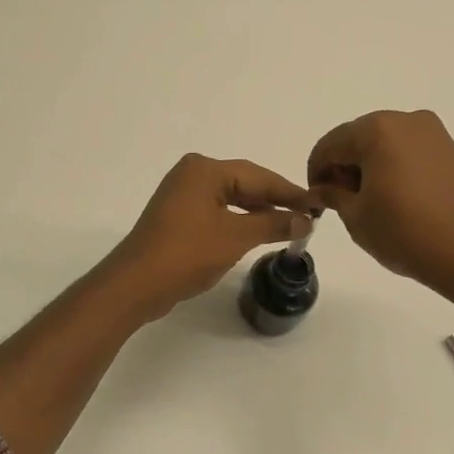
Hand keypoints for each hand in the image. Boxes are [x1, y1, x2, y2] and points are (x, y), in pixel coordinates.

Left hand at [108, 154, 316, 318]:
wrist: (136, 284)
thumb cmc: (187, 253)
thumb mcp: (236, 237)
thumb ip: (273, 223)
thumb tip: (305, 219)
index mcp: (205, 169)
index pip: (258, 175)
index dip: (289, 191)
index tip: (317, 204)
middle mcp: (192, 174)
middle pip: (244, 183)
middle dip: (275, 200)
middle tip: (307, 216)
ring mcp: (182, 195)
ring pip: (231, 198)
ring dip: (258, 212)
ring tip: (288, 225)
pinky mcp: (177, 216)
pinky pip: (217, 211)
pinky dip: (239, 220)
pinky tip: (257, 232)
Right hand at [307, 109, 453, 296]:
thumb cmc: (408, 233)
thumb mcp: (357, 218)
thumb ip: (334, 196)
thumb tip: (324, 189)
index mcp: (376, 129)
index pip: (329, 145)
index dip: (317, 173)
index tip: (317, 201)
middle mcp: (406, 121)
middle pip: (359, 139)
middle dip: (345, 168)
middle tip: (344, 205)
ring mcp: (435, 134)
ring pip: (386, 146)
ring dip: (371, 170)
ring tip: (375, 208)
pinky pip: (411, 155)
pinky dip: (397, 172)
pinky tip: (401, 204)